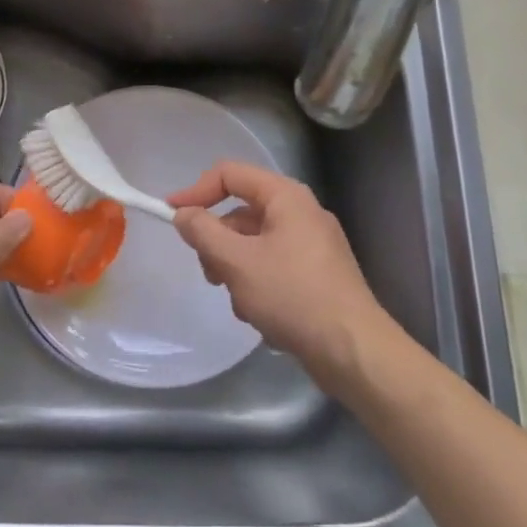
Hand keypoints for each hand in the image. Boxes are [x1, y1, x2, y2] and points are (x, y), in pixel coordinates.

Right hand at [167, 161, 390, 383]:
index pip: (229, 174)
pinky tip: (262, 317)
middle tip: (211, 274)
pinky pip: (273, 268)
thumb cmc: (293, 296)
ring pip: (254, 245)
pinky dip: (259, 286)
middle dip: (218, 243)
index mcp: (286, 197)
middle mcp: (301, 213)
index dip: (196, 191)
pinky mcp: (317, 276)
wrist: (354, 352)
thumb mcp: (237, 262)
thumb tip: (183, 214)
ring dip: (237, 271)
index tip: (171, 216)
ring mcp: (312, 246)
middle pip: (241, 213)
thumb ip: (203, 232)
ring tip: (242, 304)